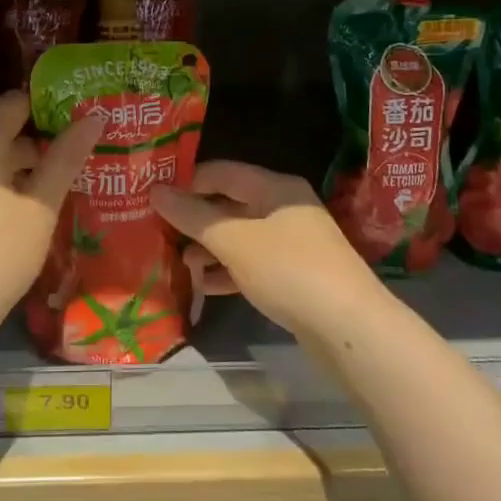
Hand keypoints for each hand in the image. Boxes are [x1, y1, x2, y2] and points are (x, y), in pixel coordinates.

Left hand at [0, 90, 104, 342]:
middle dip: (35, 144)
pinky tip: (13, 215)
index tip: (76, 122)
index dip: (47, 109)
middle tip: (71, 161)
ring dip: (14, 169)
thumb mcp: (41, 207)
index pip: (14, 104)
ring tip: (49, 191)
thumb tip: (94, 117)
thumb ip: (66, 158)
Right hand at [150, 161, 383, 338]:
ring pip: (239, 235)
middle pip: (229, 203)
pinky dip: (227, 270)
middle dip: (194, 218)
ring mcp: (291, 243)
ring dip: (208, 246)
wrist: (349, 328)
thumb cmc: (288, 270)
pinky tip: (203, 285)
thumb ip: (193, 216)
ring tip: (177, 261)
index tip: (152, 196)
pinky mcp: (293, 275)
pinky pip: (251, 263)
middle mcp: (283, 208)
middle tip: (157, 230)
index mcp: (274, 187)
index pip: (220, 171)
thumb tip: (155, 191)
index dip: (186, 181)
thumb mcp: (233, 240)